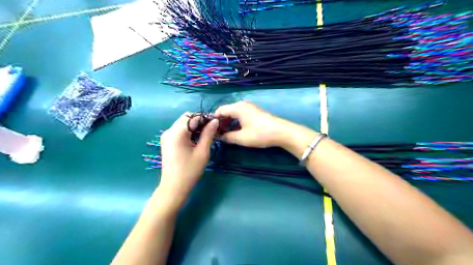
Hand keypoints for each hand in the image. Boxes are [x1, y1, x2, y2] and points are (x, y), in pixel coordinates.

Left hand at [158, 113, 218, 207]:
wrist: (174, 187)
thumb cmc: (190, 170)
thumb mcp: (202, 151)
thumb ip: (208, 134)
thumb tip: (215, 121)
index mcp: (177, 133)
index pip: (192, 117)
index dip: (205, 118)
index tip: (216, 123)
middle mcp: (169, 131)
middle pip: (186, 118)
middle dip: (200, 121)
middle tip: (212, 129)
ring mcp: (166, 136)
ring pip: (183, 123)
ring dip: (195, 126)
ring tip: (206, 134)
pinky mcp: (167, 142)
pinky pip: (179, 130)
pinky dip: (189, 131)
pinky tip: (197, 139)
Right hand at [216, 101, 286, 147]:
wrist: (281, 132)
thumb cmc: (260, 134)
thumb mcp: (241, 138)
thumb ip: (228, 137)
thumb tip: (220, 137)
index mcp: (238, 108)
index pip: (220, 110)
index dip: (214, 120)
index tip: (211, 130)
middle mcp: (243, 104)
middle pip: (227, 111)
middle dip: (221, 122)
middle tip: (218, 133)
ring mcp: (250, 108)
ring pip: (234, 113)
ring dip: (229, 122)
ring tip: (226, 133)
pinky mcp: (255, 112)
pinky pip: (241, 115)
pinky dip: (236, 121)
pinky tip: (236, 130)